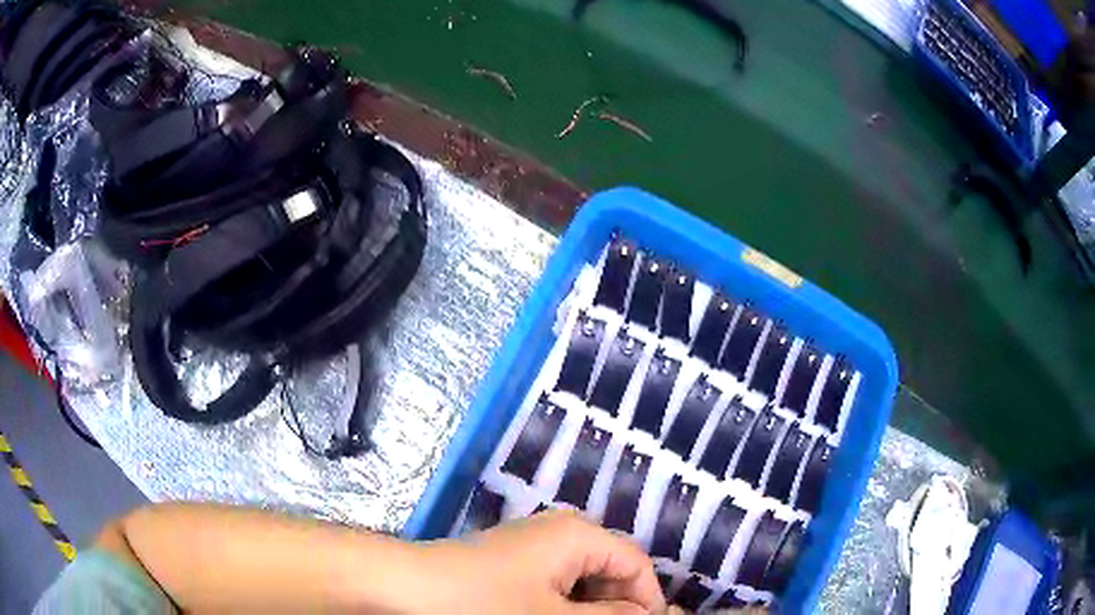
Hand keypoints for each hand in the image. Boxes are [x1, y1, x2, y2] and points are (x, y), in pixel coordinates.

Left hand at [418, 510, 667, 613]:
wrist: (404, 588)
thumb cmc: (482, 604)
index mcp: (578, 535)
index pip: (637, 563)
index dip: (648, 600)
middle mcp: (560, 533)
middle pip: (611, 570)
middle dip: (617, 607)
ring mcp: (533, 549)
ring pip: (583, 582)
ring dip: (590, 610)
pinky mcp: (513, 565)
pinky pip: (556, 585)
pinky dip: (565, 607)